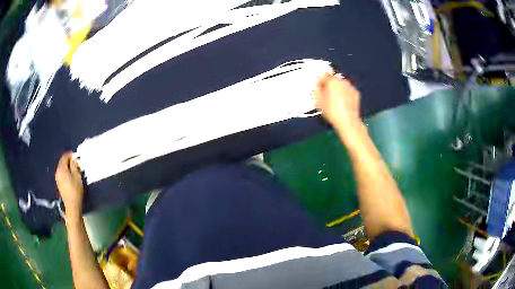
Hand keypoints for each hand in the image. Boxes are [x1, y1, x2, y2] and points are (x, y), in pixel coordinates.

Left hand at [55, 152, 84, 215]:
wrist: (72, 205)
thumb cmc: (75, 190)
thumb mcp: (77, 176)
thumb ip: (74, 165)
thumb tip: (73, 159)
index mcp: (61, 168)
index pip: (64, 157)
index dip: (70, 155)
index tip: (76, 156)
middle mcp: (57, 171)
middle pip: (62, 162)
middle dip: (68, 161)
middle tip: (76, 162)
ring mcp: (57, 178)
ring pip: (62, 168)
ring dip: (67, 167)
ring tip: (74, 170)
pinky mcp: (59, 184)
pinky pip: (62, 174)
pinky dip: (66, 172)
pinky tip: (70, 176)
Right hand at [314, 73, 361, 132]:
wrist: (348, 122)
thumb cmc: (332, 112)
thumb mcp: (318, 102)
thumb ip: (317, 90)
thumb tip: (318, 86)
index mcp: (332, 81)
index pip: (324, 75)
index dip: (320, 81)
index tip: (319, 88)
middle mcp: (342, 81)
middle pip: (334, 79)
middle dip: (330, 85)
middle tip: (327, 95)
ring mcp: (351, 87)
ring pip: (341, 84)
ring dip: (338, 89)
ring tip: (335, 100)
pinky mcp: (356, 93)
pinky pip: (348, 90)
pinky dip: (345, 93)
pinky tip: (343, 102)